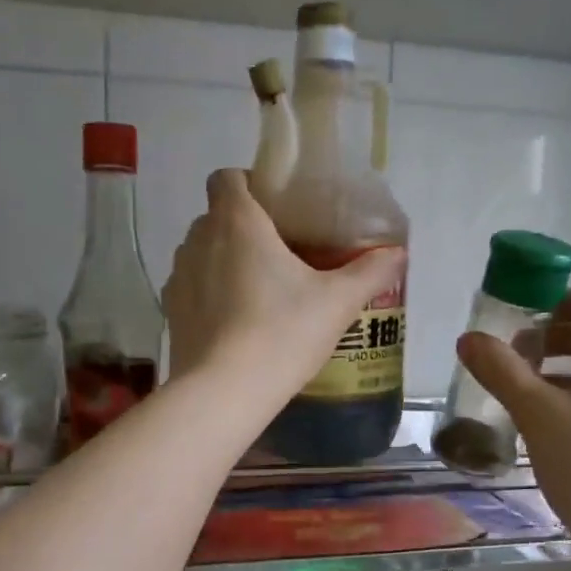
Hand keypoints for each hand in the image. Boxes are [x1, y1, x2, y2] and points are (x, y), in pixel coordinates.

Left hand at [164, 170, 404, 412]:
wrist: (224, 392)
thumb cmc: (282, 333)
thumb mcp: (337, 303)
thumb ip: (370, 273)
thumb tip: (399, 254)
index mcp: (236, 222)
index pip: (226, 178)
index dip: (249, 183)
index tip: (278, 208)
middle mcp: (198, 240)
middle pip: (217, 216)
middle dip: (245, 227)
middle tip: (281, 253)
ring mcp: (179, 277)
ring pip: (202, 252)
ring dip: (225, 260)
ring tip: (259, 289)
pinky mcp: (170, 311)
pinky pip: (191, 287)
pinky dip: (210, 293)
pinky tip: (236, 321)